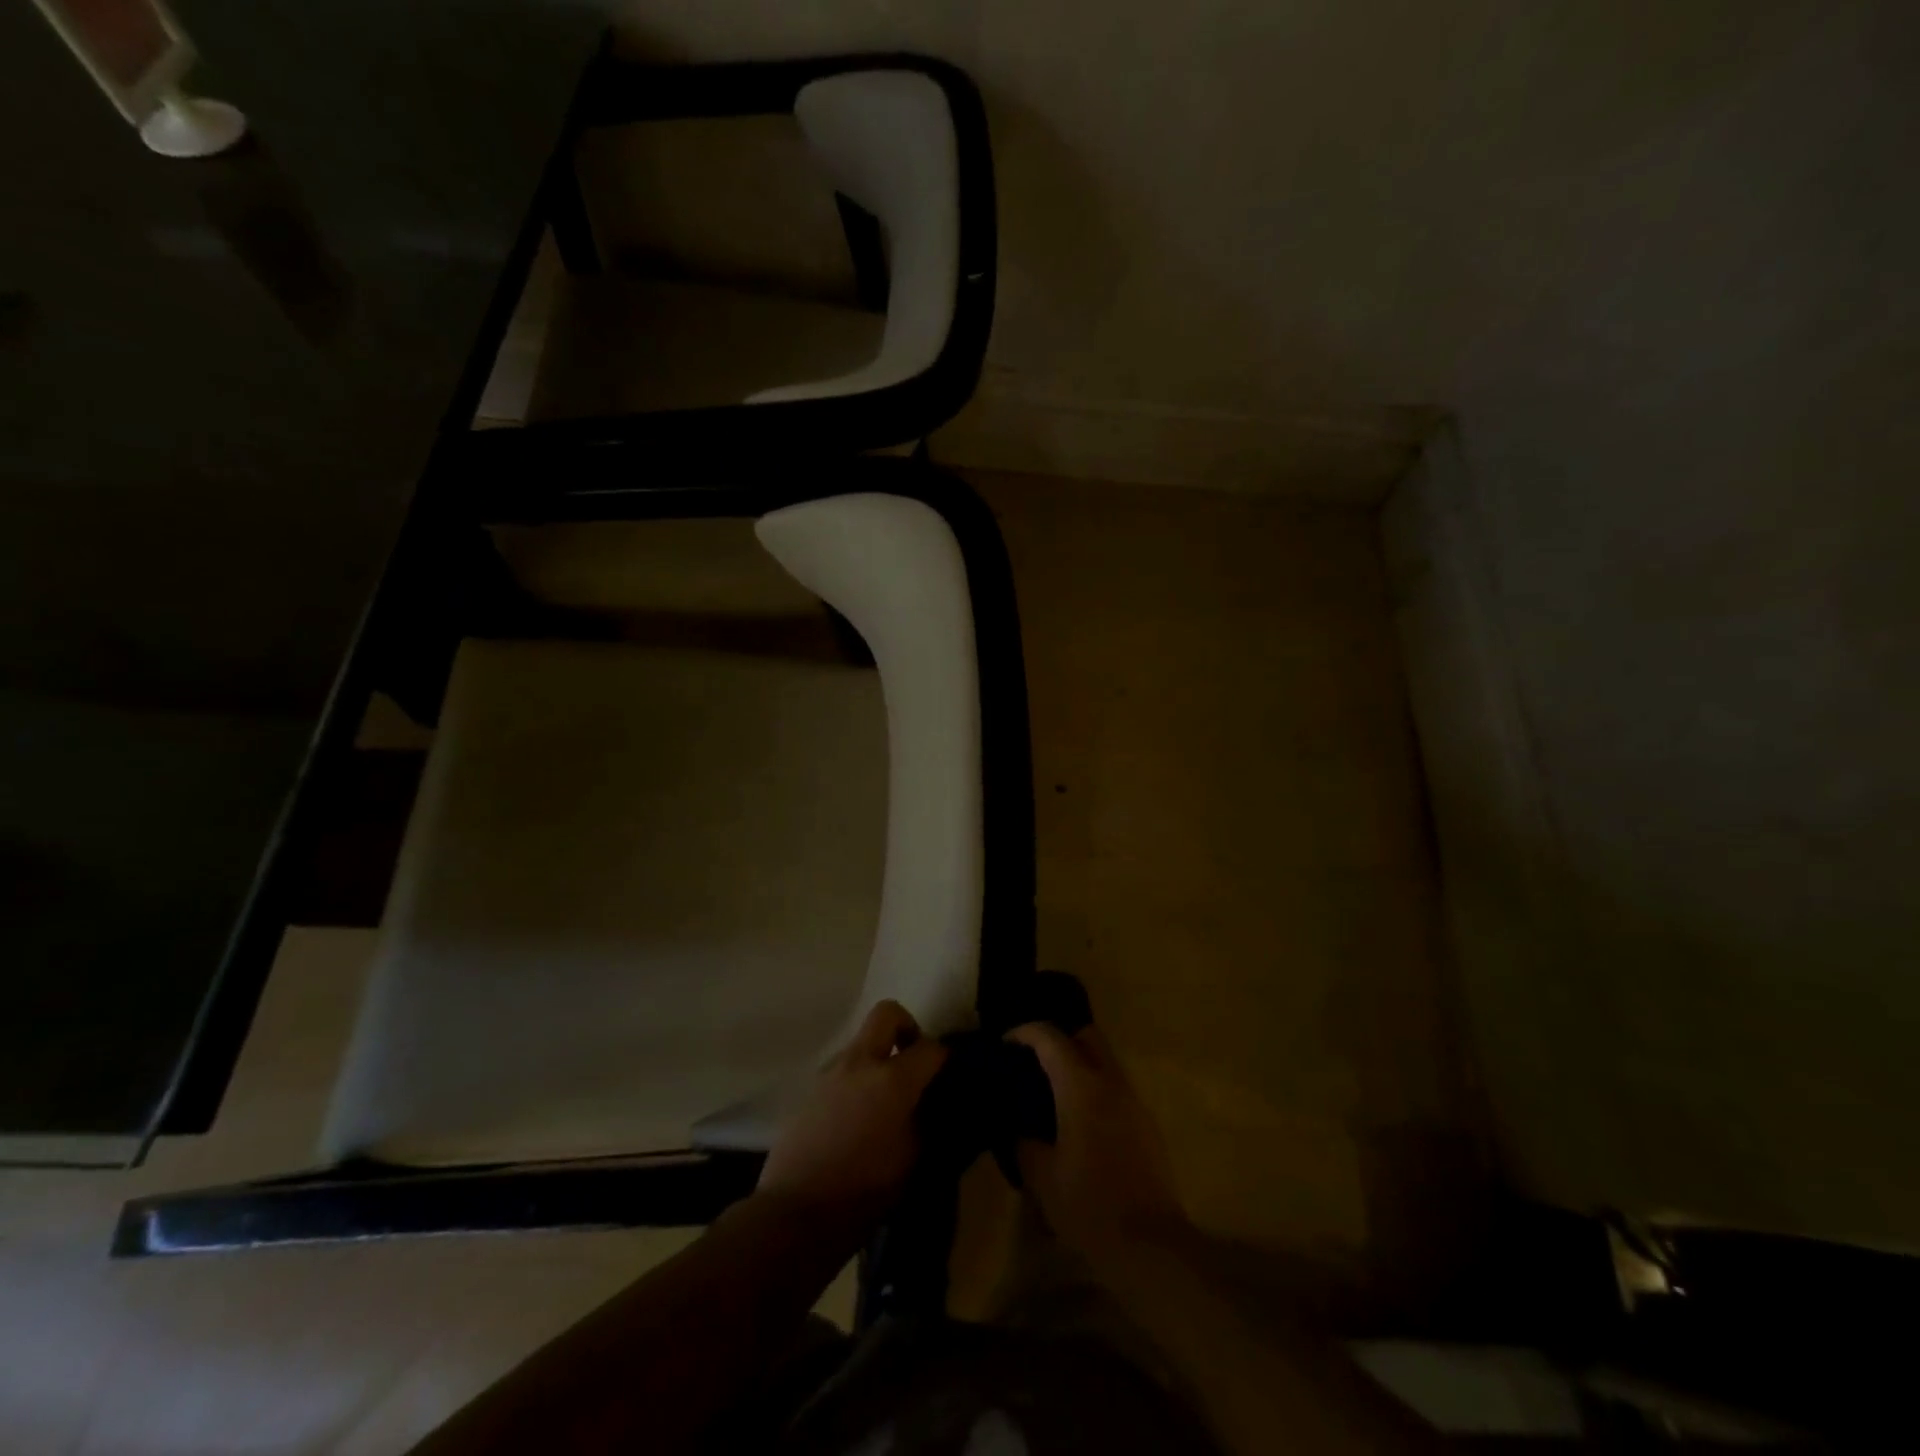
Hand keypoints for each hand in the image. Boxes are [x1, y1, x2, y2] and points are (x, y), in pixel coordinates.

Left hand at [757, 1001, 947, 1241]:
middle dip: (907, 1028)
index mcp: (892, 1079)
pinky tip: (859, 1118)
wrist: (796, 1212)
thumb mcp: (913, 1160)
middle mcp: (860, 1062)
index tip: (949, 1075)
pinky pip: (843, 1070)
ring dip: (878, 1058)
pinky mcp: (810, 1090)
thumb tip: (931, 1103)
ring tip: (885, 1100)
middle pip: (887, 1014)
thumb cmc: (864, 1190)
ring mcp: (831, 1073)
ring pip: (862, 1043)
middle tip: (914, 1062)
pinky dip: (857, 1080)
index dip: (945, 1058)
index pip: (930, 1048)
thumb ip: (926, 1120)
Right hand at [1007, 1022, 1190, 1271]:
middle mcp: (1110, 1082)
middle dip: (1058, 1038)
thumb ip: (1024, 1142)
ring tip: (1053, 1093)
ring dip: (1079, 1064)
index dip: (1024, 1032)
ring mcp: (1133, 1101)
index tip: (1005, 1043)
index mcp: (1081, 1087)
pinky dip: (1094, 1089)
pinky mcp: (1146, 1123)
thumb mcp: (1041, 1177)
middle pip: (1086, 1035)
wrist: (1150, 1246)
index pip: (1050, 1037)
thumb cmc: (1089, 1206)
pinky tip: (1079, 1121)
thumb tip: (1018, 1127)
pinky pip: (1115, 1088)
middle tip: (1034, 1060)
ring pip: (1104, 1060)